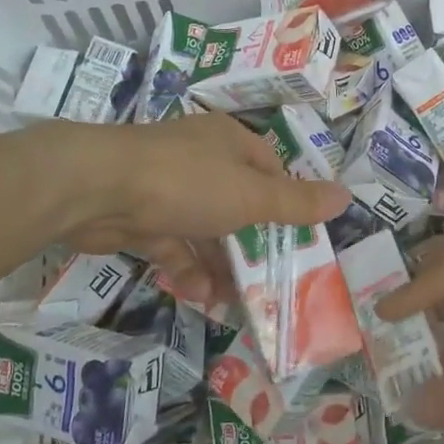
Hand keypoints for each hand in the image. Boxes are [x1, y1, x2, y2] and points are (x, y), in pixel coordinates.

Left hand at [53, 112, 350, 303]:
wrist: (96, 190)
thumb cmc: (186, 183)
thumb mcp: (251, 196)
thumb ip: (296, 203)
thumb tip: (346, 196)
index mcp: (229, 142)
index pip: (270, 170)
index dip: (286, 203)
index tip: (298, 238)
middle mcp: (200, 159)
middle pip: (238, 203)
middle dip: (251, 244)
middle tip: (270, 281)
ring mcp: (167, 188)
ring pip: (206, 229)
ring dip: (220, 264)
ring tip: (234, 300)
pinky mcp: (141, 217)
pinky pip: (174, 244)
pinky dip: (188, 269)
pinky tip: (200, 295)